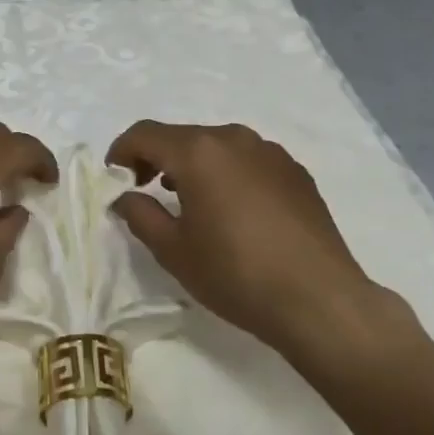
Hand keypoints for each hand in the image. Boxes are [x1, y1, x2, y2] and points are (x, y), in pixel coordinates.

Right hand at [107, 120, 406, 364]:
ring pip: (217, 147)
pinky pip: (248, 161)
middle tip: (146, 191)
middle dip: (157, 158)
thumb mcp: (174, 251)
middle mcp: (234, 139)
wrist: (319, 299)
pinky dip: (227, 174)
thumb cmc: (235, 274)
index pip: (145, 134)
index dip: (121, 151)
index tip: (114, 177)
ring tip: (189, 202)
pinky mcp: (296, 172)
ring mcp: (271, 152)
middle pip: (182, 137)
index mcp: (198, 152)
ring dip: (193, 165)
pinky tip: (233, 211)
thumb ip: (140, 215)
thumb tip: (125, 197)